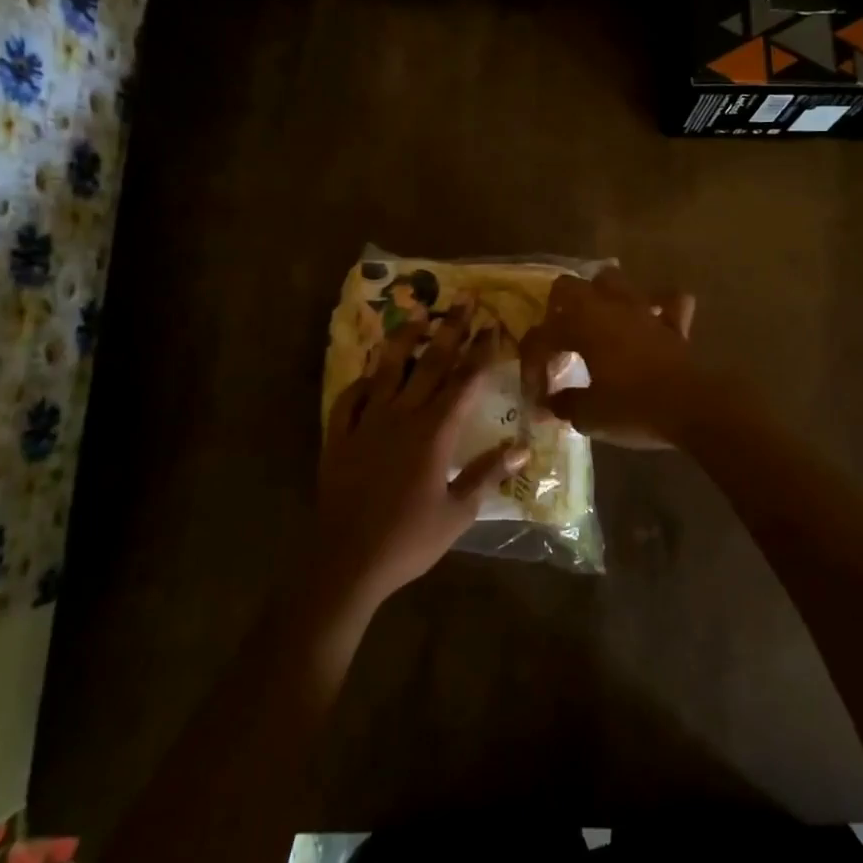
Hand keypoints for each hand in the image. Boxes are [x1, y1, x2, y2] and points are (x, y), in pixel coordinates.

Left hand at [317, 309, 528, 609]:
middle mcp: (402, 416)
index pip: (464, 382)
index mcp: (434, 433)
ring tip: (417, 314)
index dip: (480, 352)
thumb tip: (522, 448)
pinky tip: (370, 372)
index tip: (492, 325)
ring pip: (388, 370)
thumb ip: (487, 475)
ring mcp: (367, 422)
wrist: (346, 561)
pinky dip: (362, 381)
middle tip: (463, 301)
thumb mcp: (457, 513)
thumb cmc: (409, 540)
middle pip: (431, 364)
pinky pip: (350, 397)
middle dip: (450, 330)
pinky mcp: (340, 436)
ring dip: (404, 340)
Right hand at [518, 269, 699, 449]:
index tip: (537, 397)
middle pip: (568, 287)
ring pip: (613, 280)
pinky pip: (666, 300)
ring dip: (600, 297)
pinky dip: (657, 306)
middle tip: (558, 342)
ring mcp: (642, 309)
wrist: (692, 407)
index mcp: (580, 325)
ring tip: (596, 322)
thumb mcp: (588, 415)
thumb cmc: (633, 408)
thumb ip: (563, 404)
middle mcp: (607, 307)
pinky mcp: (673, 322)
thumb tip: (549, 404)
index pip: (541, 337)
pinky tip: (651, 320)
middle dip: (556, 311)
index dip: (531, 366)